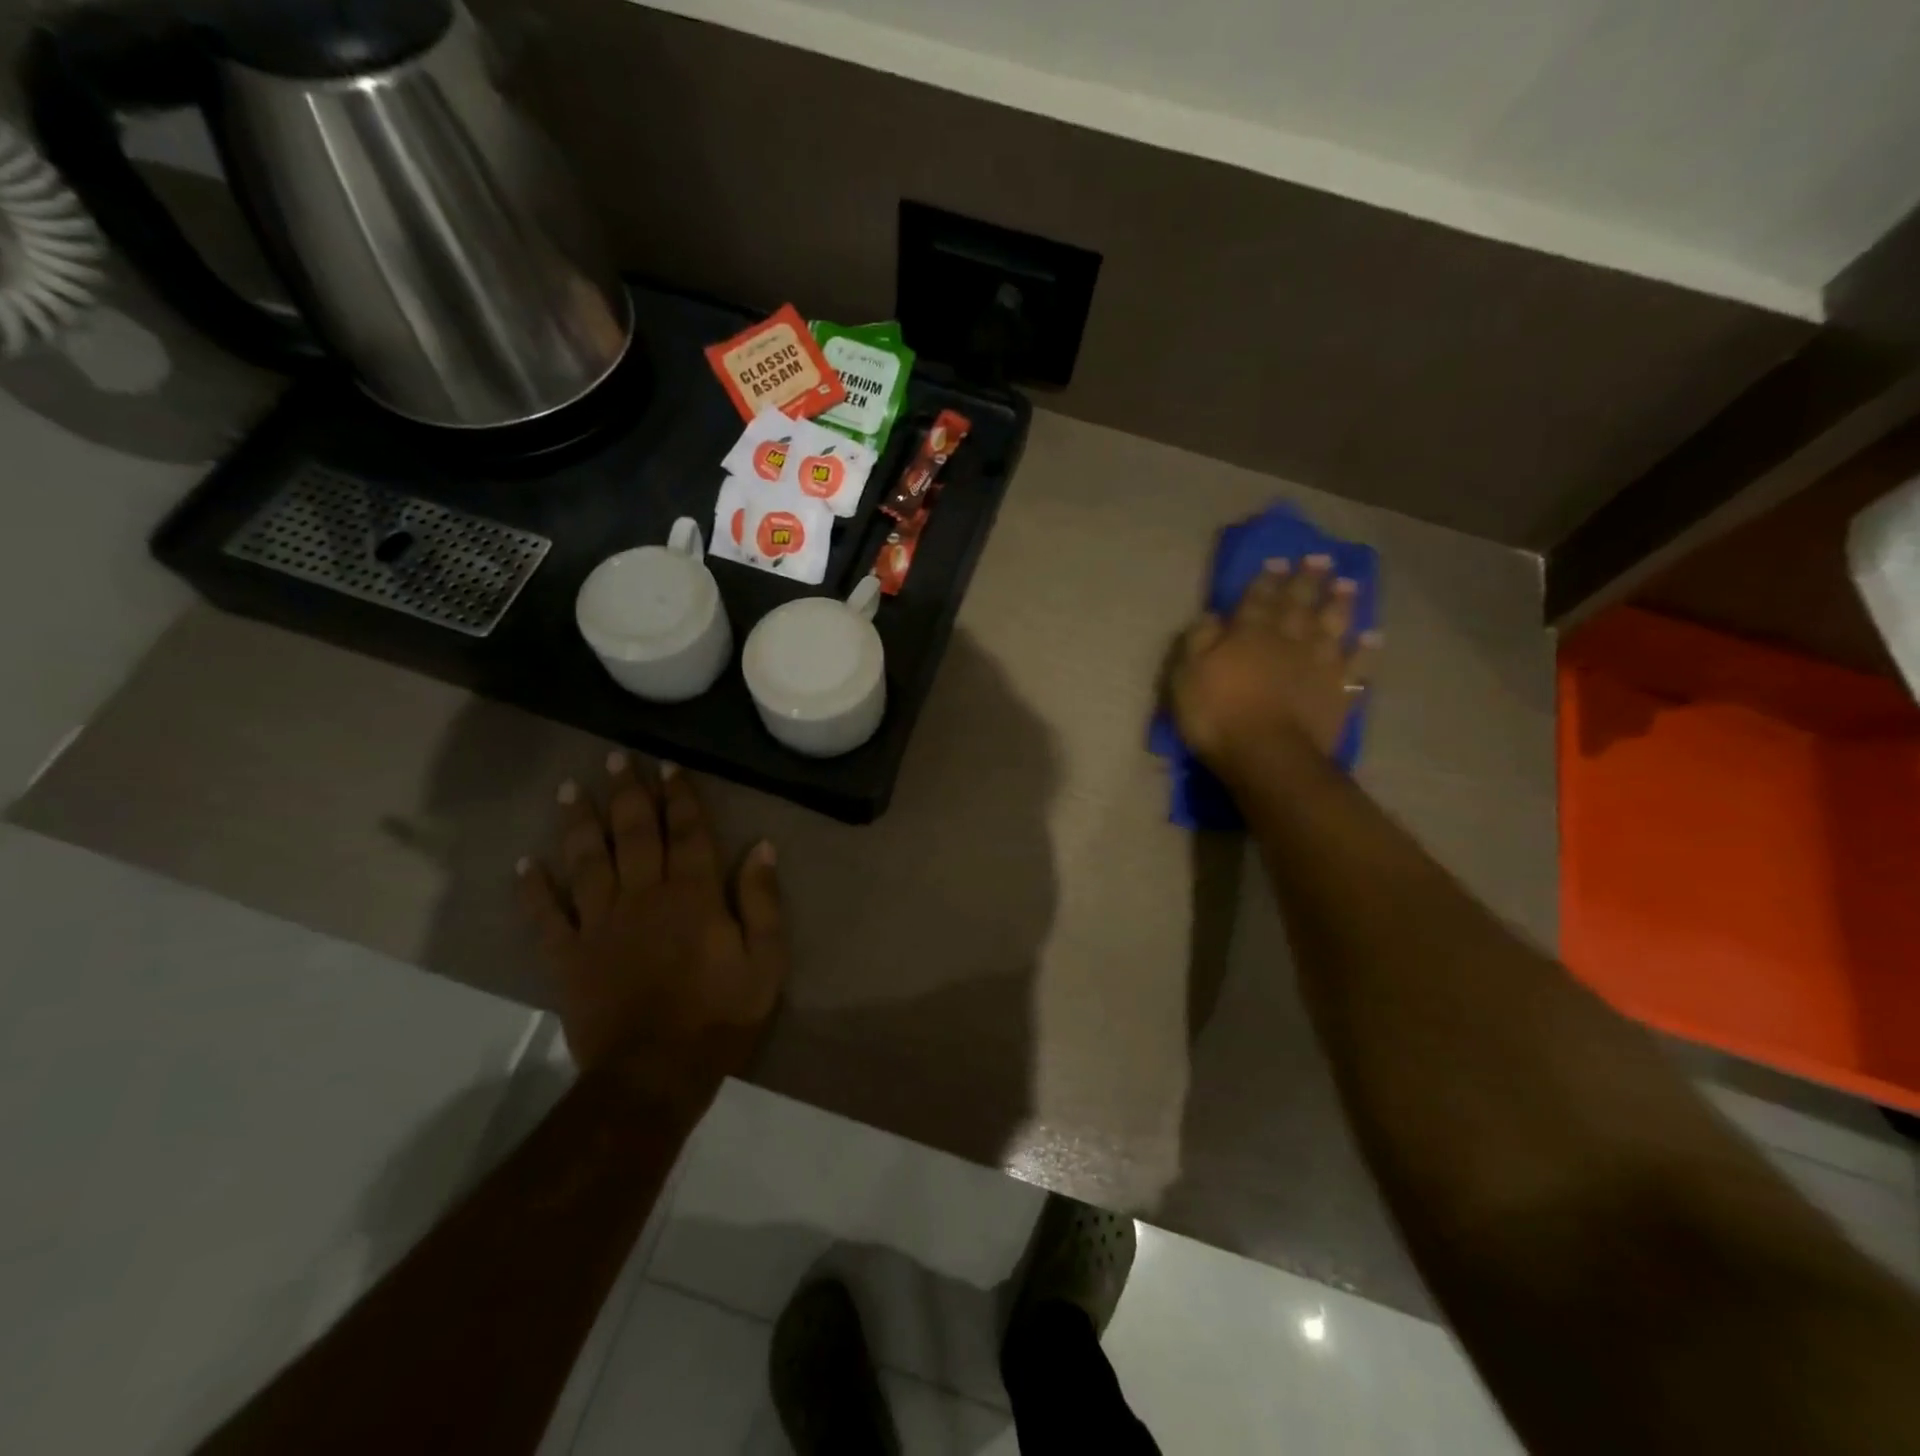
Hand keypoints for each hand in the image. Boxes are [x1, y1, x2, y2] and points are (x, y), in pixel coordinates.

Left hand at [517, 755, 787, 1077]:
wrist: (654, 1074)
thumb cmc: (719, 1016)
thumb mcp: (765, 961)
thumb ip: (762, 901)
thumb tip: (761, 847)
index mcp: (693, 895)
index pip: (687, 832)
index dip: (680, 796)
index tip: (668, 765)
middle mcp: (643, 896)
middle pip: (633, 833)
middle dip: (627, 793)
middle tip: (616, 758)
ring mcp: (599, 924)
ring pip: (586, 861)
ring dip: (579, 823)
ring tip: (571, 790)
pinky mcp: (567, 956)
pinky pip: (545, 916)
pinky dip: (533, 889)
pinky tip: (524, 864)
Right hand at [1169, 553, 1380, 779]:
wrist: (1268, 756)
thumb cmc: (1217, 715)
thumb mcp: (1187, 675)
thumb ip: (1198, 641)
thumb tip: (1212, 615)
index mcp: (1248, 634)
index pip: (1258, 599)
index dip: (1266, 579)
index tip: (1278, 559)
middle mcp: (1287, 641)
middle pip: (1299, 604)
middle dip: (1308, 580)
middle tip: (1320, 558)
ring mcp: (1317, 666)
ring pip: (1332, 627)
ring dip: (1340, 605)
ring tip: (1349, 585)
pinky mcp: (1338, 693)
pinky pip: (1356, 667)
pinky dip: (1365, 651)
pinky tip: (1372, 637)